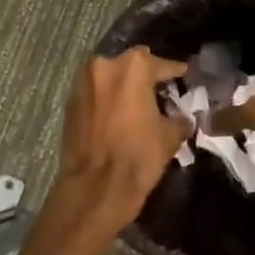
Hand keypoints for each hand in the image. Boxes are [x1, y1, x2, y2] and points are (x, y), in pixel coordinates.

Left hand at [56, 46, 189, 227]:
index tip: (184, 75)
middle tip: (160, 90)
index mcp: (133, 67)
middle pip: (132, 65)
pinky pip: (95, 94)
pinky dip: (107, 100)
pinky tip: (118, 115)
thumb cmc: (138, 156)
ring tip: (137, 103)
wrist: (94, 189)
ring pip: (110, 77)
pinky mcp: (70, 103)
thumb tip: (183, 117)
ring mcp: (83, 83)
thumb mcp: (170, 136)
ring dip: (123, 86)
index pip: (161, 64)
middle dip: (146, 75)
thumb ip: (179, 118)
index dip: (176, 72)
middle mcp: (105, 65)